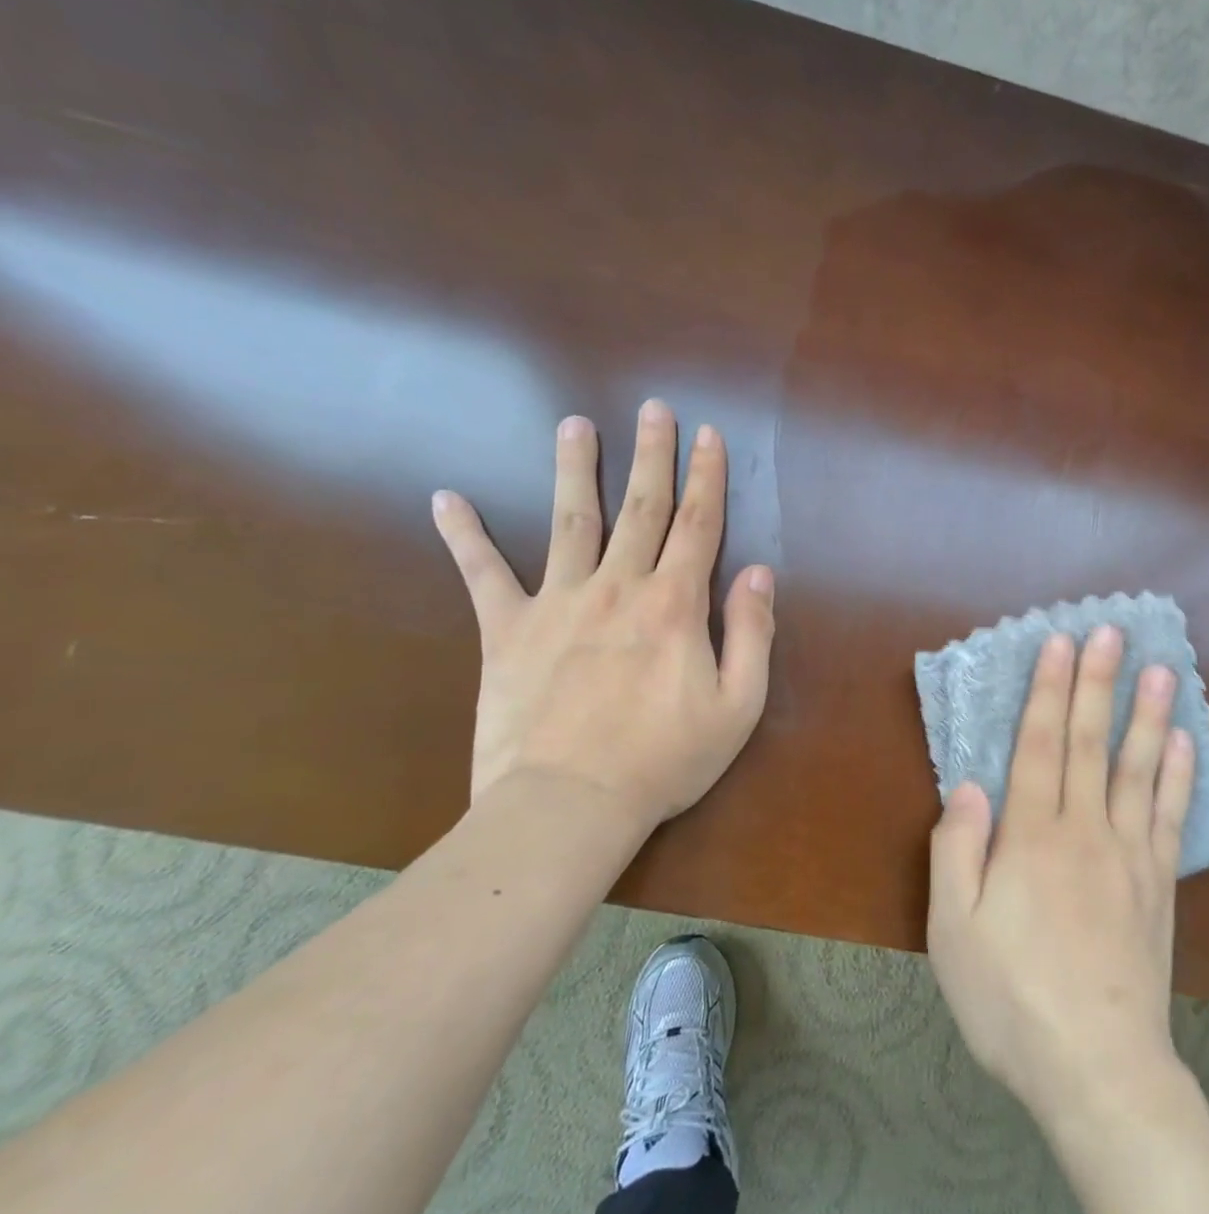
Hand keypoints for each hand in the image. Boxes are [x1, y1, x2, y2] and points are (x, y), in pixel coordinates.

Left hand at [430, 401, 775, 827]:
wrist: (568, 805)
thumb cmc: (665, 759)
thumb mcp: (738, 705)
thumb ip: (753, 632)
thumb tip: (758, 572)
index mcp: (676, 603)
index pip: (699, 525)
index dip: (707, 477)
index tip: (708, 435)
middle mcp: (620, 587)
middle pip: (642, 507)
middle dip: (652, 454)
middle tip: (653, 408)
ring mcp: (559, 603)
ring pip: (571, 521)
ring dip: (574, 469)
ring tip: (574, 425)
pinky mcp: (507, 631)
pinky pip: (483, 575)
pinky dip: (464, 536)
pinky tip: (446, 498)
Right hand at [927, 627, 1195, 1127]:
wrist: (1098, 1069)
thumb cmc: (1011, 999)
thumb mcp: (953, 931)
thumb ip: (957, 850)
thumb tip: (969, 785)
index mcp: (1031, 836)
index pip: (1041, 744)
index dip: (1050, 691)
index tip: (1061, 643)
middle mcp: (1084, 830)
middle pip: (1091, 742)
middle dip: (1098, 682)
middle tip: (1111, 631)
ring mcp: (1130, 855)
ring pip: (1138, 769)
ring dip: (1147, 714)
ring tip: (1161, 669)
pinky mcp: (1159, 885)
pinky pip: (1170, 817)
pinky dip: (1178, 776)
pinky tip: (1185, 743)